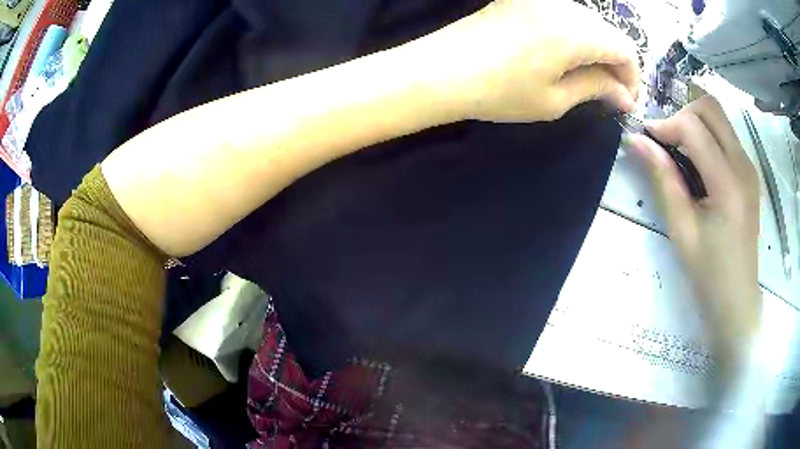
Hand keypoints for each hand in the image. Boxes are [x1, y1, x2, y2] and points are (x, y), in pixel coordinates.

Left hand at [426, 0, 639, 121]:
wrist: (442, 69)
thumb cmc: (501, 91)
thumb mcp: (556, 99)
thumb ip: (596, 89)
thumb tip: (623, 95)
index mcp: (577, 30)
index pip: (626, 49)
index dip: (632, 78)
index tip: (625, 101)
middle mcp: (564, 6)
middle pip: (608, 33)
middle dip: (616, 65)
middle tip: (609, 95)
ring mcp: (541, 0)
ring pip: (587, 24)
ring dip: (596, 50)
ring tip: (589, 80)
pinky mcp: (523, 1)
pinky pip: (564, 18)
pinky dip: (575, 39)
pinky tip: (568, 60)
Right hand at [627, 96, 761, 350]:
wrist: (737, 298)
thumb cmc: (709, 271)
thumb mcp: (681, 229)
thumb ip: (662, 179)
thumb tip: (637, 141)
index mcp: (728, 182)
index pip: (693, 125)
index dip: (665, 124)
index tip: (647, 140)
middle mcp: (743, 164)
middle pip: (710, 107)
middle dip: (682, 113)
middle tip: (668, 141)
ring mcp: (749, 166)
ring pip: (720, 117)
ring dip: (695, 123)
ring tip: (681, 152)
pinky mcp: (749, 172)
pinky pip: (727, 135)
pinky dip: (708, 136)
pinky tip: (699, 165)